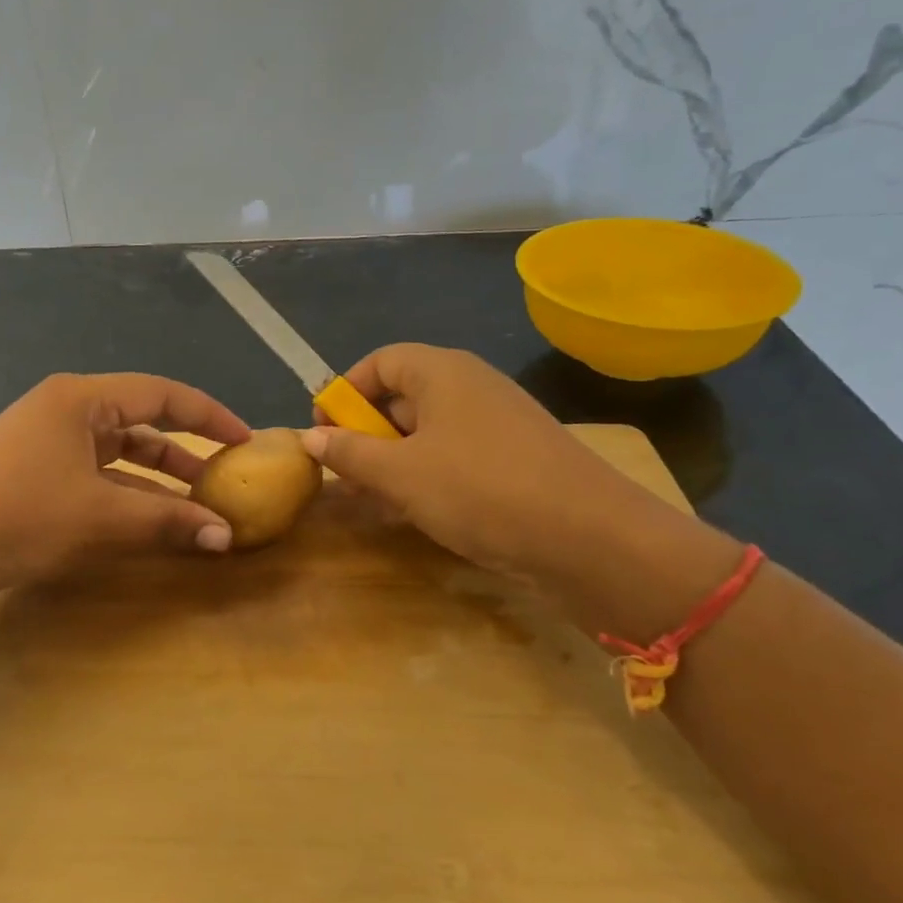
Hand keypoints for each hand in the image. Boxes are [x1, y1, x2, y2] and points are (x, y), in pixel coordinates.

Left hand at [0, 372, 251, 601]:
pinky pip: (92, 477)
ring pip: (116, 454)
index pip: (162, 394)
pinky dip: (123, 496)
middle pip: (139, 423)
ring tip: (194, 507)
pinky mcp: (29, 476)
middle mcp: (63, 411)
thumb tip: (225, 535)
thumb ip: (168, 521)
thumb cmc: (18, 516)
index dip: (209, 415)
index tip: (245, 440)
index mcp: (81, 399)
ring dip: (154, 480)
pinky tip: (146, 523)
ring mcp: (42, 443)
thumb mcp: (101, 517)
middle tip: (223, 479)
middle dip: (184, 452)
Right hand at [302, 344, 680, 579]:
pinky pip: (457, 458)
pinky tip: (415, 514)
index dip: (345, 392)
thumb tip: (310, 437)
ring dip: (393, 462)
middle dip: (366, 434)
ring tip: (371, 499)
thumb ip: (350, 453)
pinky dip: (427, 478)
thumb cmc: (481, 490)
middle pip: (403, 397)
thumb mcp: (401, 473)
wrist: (592, 539)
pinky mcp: (516, 461)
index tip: (323, 431)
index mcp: (443, 372)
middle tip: (344, 474)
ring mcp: (498, 425)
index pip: (380, 362)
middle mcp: (471, 388)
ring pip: (429, 433)